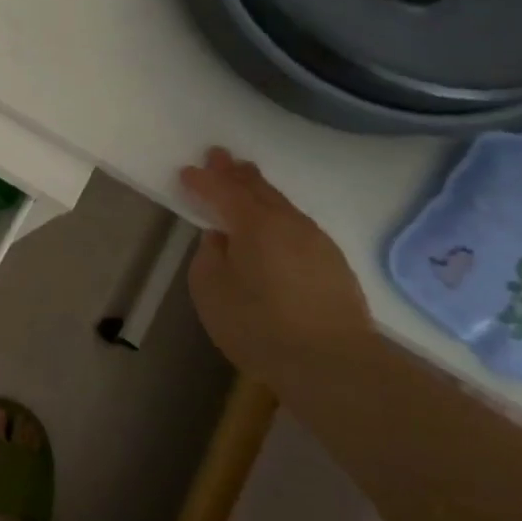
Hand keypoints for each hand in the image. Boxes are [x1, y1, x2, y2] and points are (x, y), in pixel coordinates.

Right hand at [179, 147, 371, 379]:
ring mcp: (317, 242)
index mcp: (254, 224)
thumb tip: (221, 239)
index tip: (186, 172)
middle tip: (219, 155)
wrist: (335, 366)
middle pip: (258, 189)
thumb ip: (210, 256)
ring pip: (282, 205)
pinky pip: (298, 225)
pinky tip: (275, 224)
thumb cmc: (260, 326)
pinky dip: (279, 215)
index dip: (202, 180)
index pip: (222, 191)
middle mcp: (288, 223)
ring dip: (260, 191)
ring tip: (246, 181)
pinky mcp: (334, 264)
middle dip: (235, 172)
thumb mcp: (211, 291)